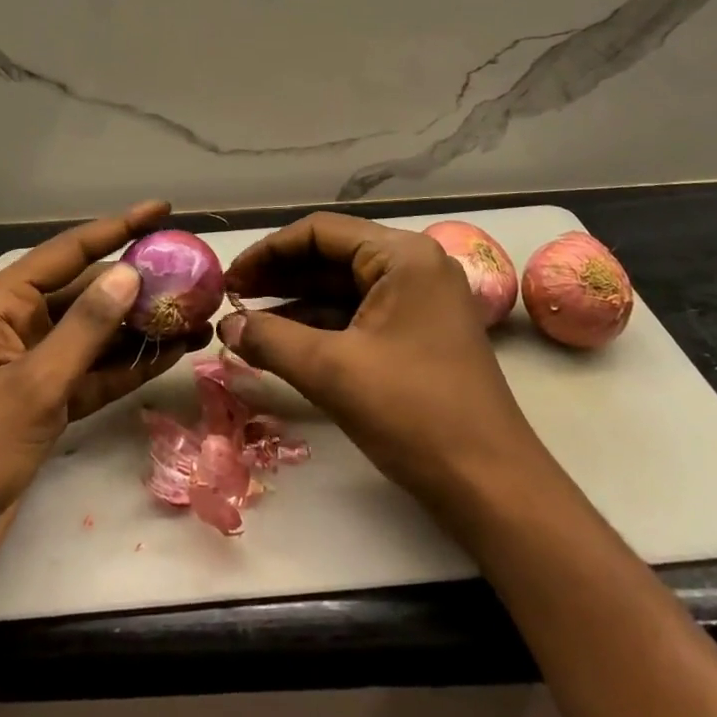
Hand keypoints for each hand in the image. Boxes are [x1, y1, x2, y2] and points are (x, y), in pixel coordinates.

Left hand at [0, 200, 207, 599]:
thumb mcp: (33, 386)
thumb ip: (85, 328)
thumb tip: (130, 273)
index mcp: (1, 303)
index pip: (71, 251)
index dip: (120, 227)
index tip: (163, 210)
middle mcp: (18, 323)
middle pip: (89, 291)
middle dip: (141, 285)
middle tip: (197, 278)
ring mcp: (32, 364)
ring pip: (97, 333)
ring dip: (142, 328)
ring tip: (198, 318)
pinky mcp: (44, 402)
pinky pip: (93, 371)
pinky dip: (128, 366)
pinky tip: (171, 356)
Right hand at [217, 212, 547, 526]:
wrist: (492, 485)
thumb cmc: (413, 413)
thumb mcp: (332, 372)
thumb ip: (270, 339)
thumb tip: (225, 326)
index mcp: (402, 255)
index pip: (320, 232)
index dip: (269, 251)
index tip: (230, 279)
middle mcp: (414, 265)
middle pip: (332, 256)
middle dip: (280, 276)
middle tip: (233, 299)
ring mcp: (421, 299)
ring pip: (344, 287)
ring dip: (297, 302)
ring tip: (248, 321)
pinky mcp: (419, 332)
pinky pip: (360, 314)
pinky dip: (322, 325)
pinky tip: (284, 341)